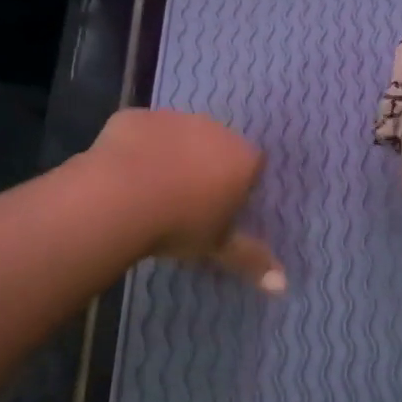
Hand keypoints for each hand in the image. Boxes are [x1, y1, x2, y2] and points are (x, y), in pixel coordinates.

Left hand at [88, 109, 285, 291]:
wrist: (118, 197)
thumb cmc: (179, 224)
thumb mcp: (217, 246)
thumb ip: (252, 260)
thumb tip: (283, 286)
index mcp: (242, 158)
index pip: (253, 166)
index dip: (239, 185)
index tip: (221, 209)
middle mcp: (214, 129)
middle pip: (218, 145)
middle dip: (207, 165)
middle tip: (186, 201)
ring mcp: (174, 118)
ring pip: (179, 135)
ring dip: (172, 153)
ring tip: (151, 188)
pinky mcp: (137, 115)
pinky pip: (143, 131)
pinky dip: (138, 147)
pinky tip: (123, 172)